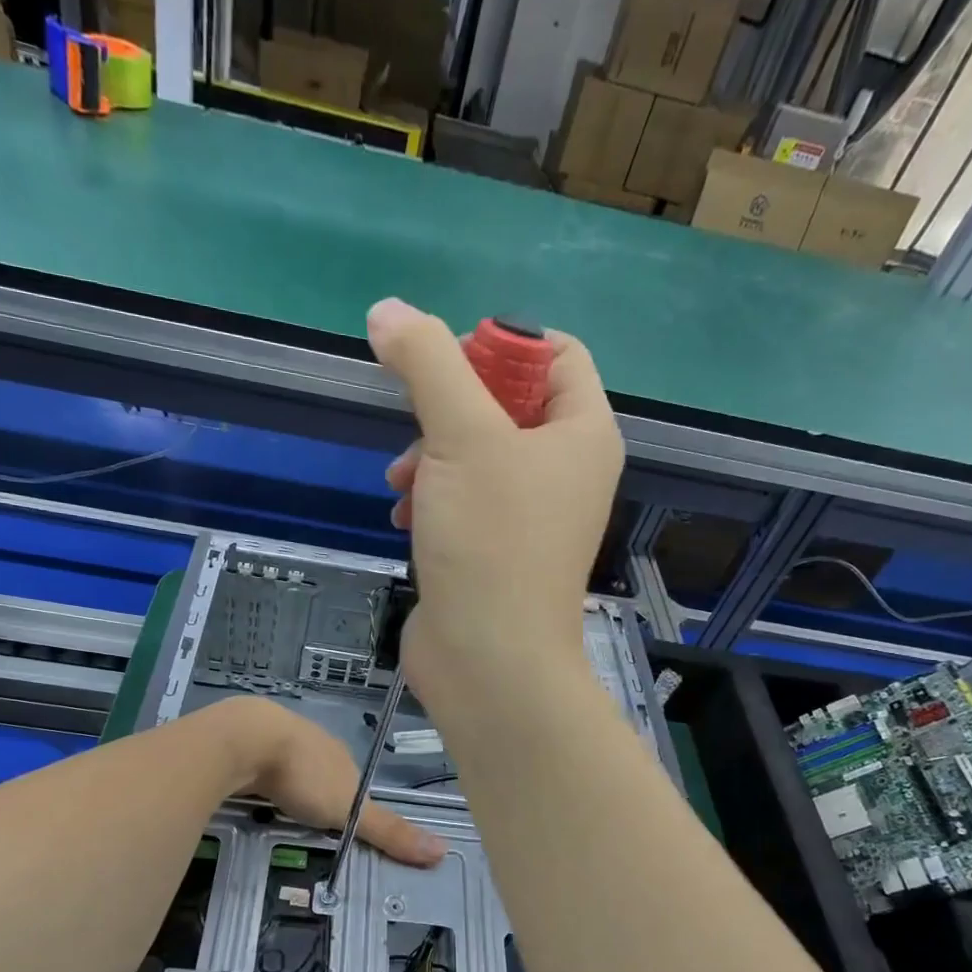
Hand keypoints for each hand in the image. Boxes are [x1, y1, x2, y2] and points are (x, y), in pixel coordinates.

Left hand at [217, 697, 445, 865]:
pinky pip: (259, 762)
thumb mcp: (350, 811)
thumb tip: (442, 851)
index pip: (354, 781)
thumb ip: (388, 831)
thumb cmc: (305, 775)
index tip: (343, 824)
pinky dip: (259, 777)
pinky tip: (253, 789)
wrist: (247, 739)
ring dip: (287, 783)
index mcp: (341, 755)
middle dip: (317, 793)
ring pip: (289, 764)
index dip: (351, 802)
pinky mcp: (247, 739)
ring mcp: (278, 737)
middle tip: (308, 822)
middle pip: (322, 771)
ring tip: (280, 809)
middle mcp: (314, 741)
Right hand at [368, 299, 622, 710]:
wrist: (488, 660)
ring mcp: (532, 518)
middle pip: (509, 403)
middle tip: (417, 425)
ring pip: (477, 454)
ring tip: (401, 483)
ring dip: (432, 455)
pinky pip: (465, 501)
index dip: (503, 342)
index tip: (448, 359)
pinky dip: (433, 498)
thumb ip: (427, 363)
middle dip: (451, 406)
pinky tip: (404, 519)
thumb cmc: (490, 541)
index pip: (558, 353)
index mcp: (583, 434)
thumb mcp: (460, 436)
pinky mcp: (496, 552)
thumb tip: (388, 311)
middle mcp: (567, 472)